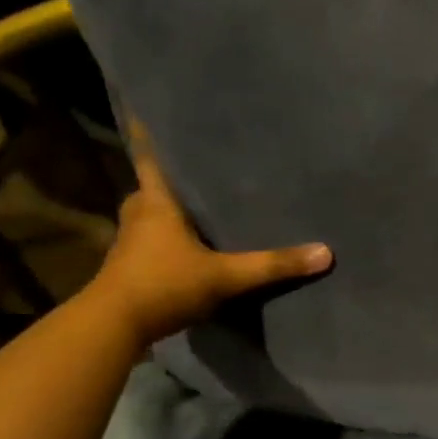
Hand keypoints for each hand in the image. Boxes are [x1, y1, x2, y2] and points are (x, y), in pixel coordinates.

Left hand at [84, 122, 330, 353]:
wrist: (112, 328)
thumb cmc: (164, 285)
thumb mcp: (225, 276)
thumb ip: (272, 265)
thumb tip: (325, 252)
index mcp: (157, 203)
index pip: (151, 158)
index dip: (150, 135)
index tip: (148, 110)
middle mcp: (139, 215)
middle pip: (152, 187)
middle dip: (171, 179)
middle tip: (198, 169)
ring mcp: (129, 243)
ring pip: (150, 216)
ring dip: (168, 211)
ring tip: (198, 207)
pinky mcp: (128, 268)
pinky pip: (150, 242)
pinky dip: (166, 239)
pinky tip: (188, 248)